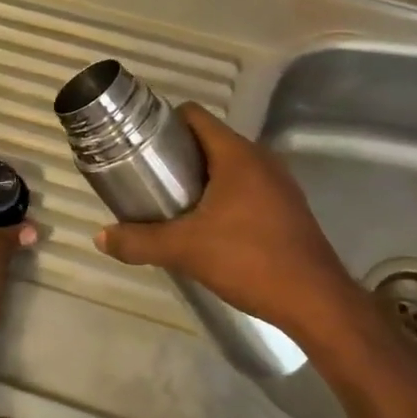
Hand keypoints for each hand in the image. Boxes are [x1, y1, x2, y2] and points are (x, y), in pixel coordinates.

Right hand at [95, 103, 369, 344]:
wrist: (316, 301)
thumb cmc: (249, 261)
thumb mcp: (185, 250)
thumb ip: (139, 241)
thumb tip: (101, 238)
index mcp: (237, 155)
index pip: (195, 116)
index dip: (163, 123)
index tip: (139, 144)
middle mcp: (261, 159)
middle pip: (209, 141)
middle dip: (177, 155)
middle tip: (148, 178)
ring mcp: (279, 183)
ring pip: (229, 166)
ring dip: (200, 178)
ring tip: (171, 203)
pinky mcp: (288, 208)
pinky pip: (247, 187)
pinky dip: (223, 196)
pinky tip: (207, 226)